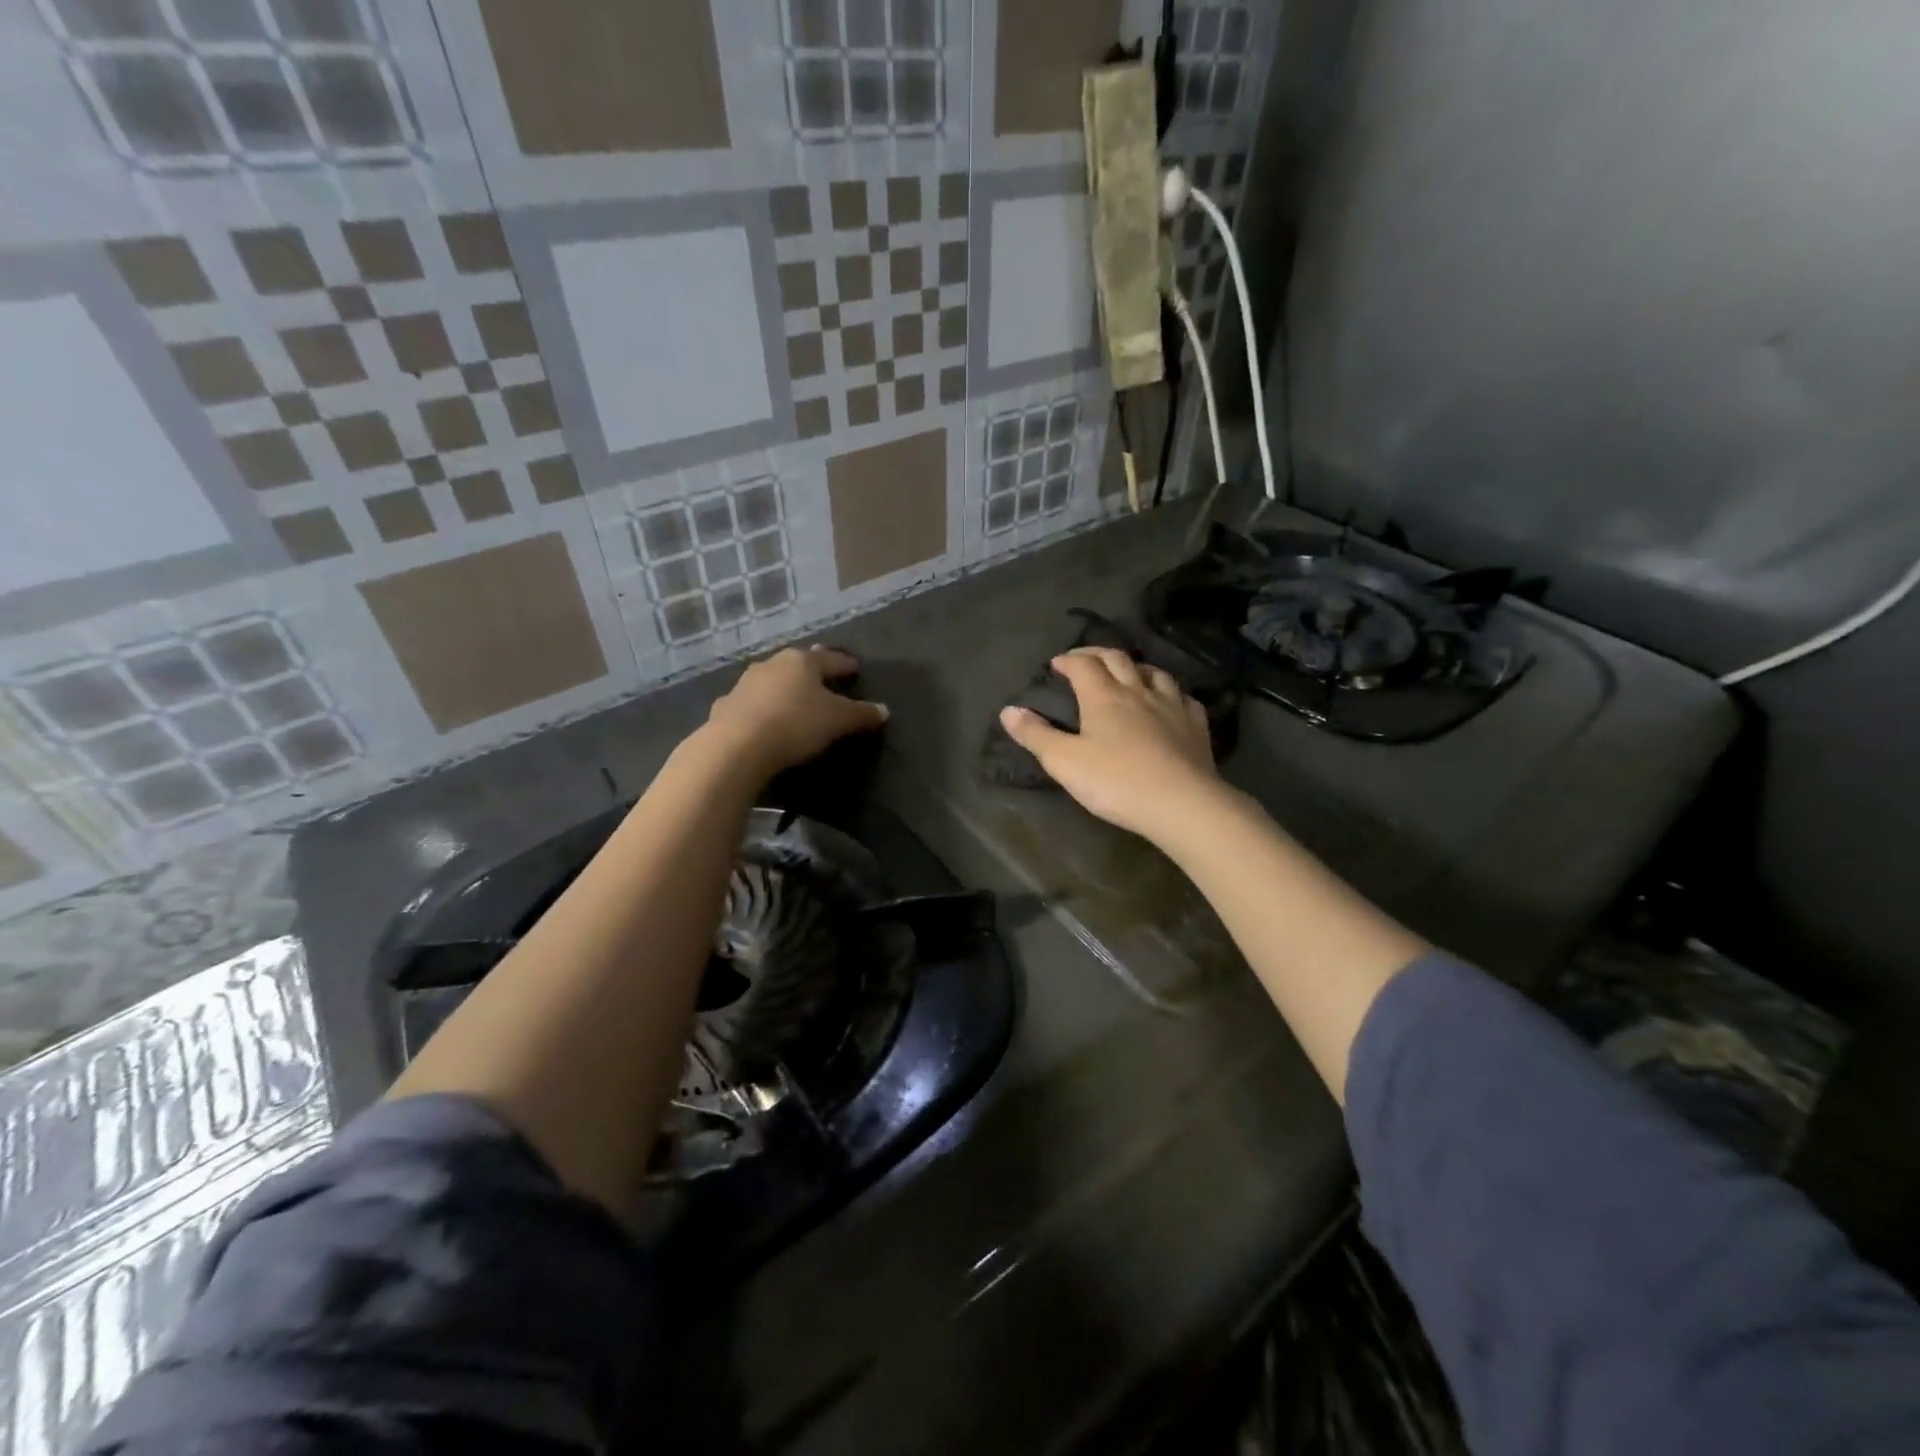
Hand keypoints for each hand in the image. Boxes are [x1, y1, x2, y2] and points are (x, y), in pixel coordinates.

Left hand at [704, 645, 887, 778]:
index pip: (831, 659)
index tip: (855, 668)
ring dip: (784, 688)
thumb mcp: (838, 721)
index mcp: (802, 662)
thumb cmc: (796, 724)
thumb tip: (883, 710)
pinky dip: (761, 708)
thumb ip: (861, 714)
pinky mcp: (726, 706)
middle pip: (799, 665)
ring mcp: (745, 683)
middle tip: (824, 677)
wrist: (737, 746)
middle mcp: (772, 664)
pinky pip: (751, 703)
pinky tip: (763, 718)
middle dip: (812, 671)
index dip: (845, 665)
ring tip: (794, 699)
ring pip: (772, 681)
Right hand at [999, 647, 1221, 842]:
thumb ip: (1035, 735)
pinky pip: (1184, 698)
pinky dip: (1171, 693)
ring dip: (1136, 668)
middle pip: (1117, 659)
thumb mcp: (1064, 762)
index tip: (1056, 664)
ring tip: (1127, 673)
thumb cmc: (1116, 782)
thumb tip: (1008, 710)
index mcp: (1104, 696)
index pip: (1083, 665)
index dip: (1068, 660)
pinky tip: (1170, 702)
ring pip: (1154, 673)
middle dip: (1097, 654)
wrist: (1180, 803)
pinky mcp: (1196, 726)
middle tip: (1084, 659)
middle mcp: (1138, 691)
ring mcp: (1172, 706)